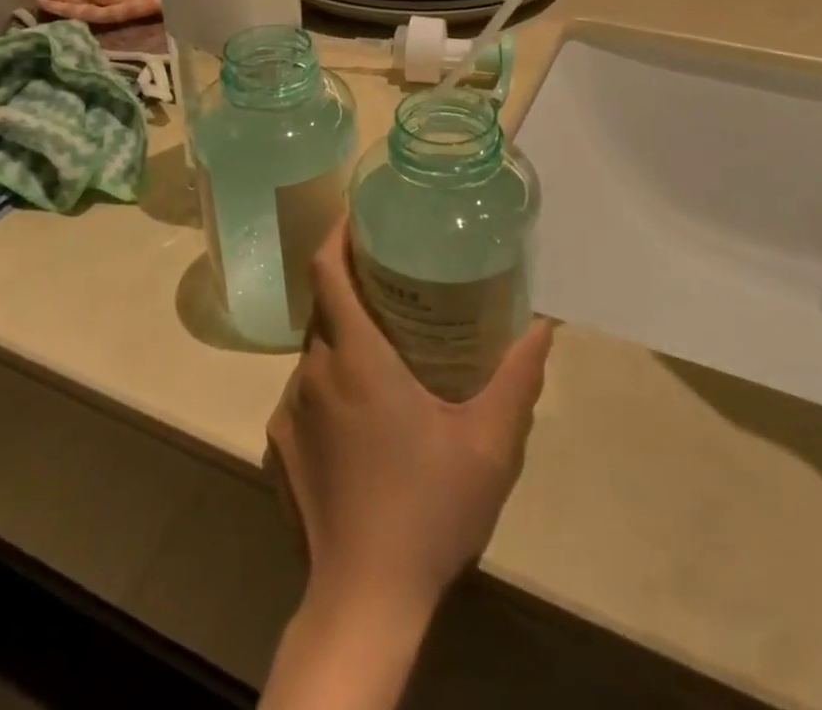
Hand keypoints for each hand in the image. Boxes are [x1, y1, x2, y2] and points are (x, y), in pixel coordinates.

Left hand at [267, 225, 553, 621]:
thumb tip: (543, 326)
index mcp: (355, 358)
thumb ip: (517, 378)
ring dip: (344, 338)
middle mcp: (312, 373)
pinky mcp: (277, 447)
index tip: (360, 219)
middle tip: (394, 281)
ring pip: (314, 350)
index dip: (337, 235)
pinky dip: (330, 383)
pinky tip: (363, 417)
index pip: (326, 271)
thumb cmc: (428, 510)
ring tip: (386, 349)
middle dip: (352, 285)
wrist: (363, 603)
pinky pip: (304, 392)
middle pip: (323, 306)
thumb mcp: (490, 444)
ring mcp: (287, 412)